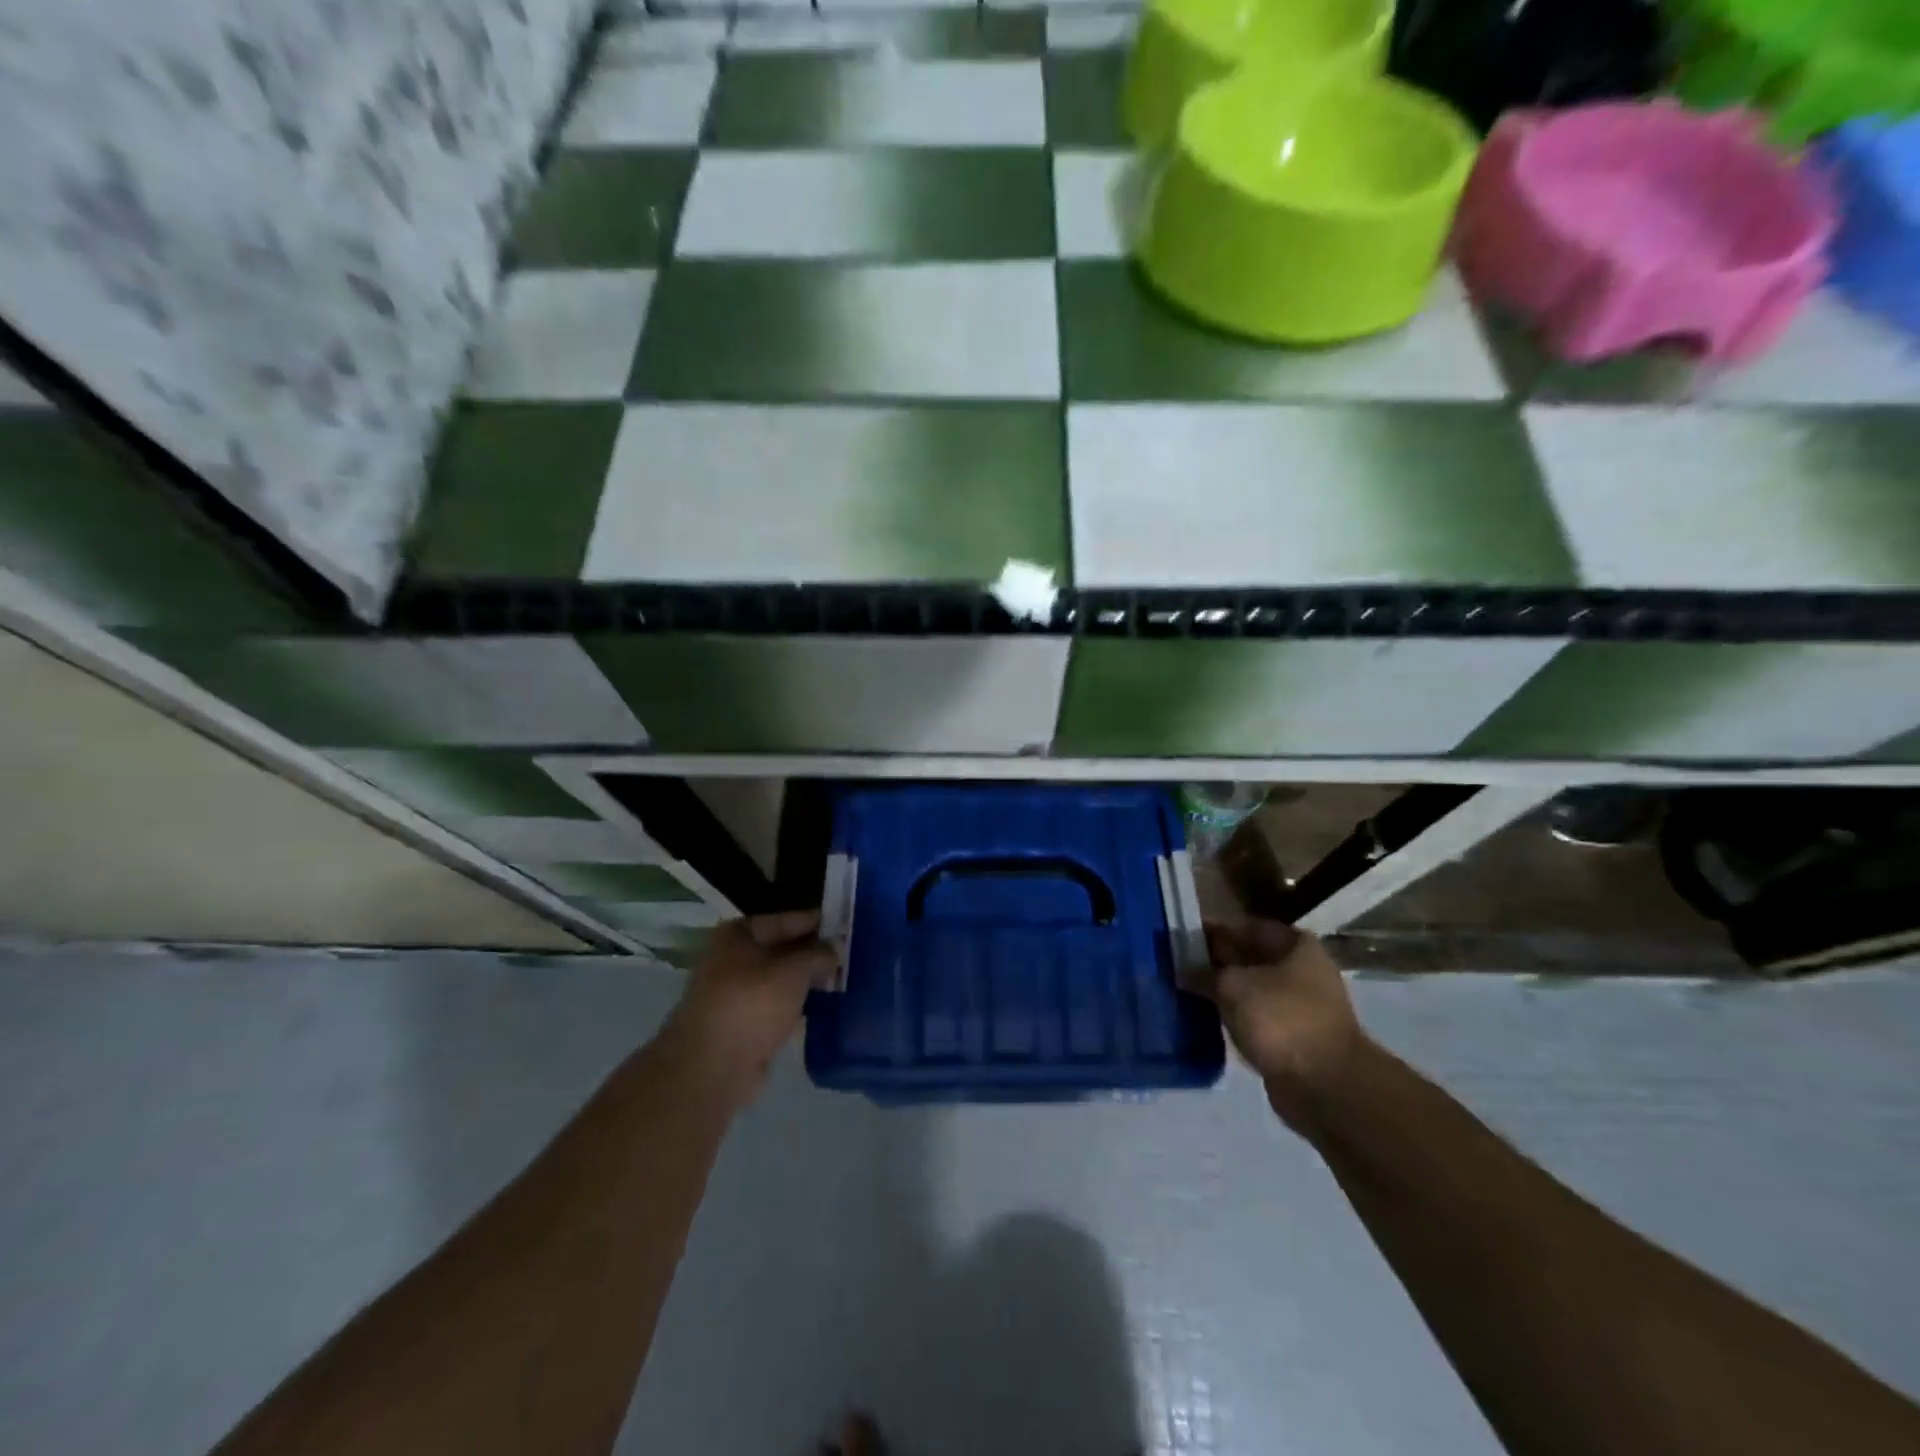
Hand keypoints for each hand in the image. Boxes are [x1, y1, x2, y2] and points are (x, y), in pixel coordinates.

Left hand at [664, 910, 838, 1103]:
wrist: (713, 1068)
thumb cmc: (752, 1004)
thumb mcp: (794, 970)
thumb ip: (818, 954)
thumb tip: (834, 950)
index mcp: (738, 934)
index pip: (787, 920)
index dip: (818, 923)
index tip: (848, 927)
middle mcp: (732, 958)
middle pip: (782, 950)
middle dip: (814, 954)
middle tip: (850, 956)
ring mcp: (735, 993)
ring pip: (780, 980)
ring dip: (807, 982)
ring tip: (843, 980)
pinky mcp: (742, 1025)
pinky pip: (777, 1006)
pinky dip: (797, 1006)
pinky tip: (825, 1008)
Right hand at [1189, 919, 1364, 1127]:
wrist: (1324, 1086)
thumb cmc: (1281, 1019)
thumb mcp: (1232, 985)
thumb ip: (1204, 972)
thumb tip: (1184, 969)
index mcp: (1295, 945)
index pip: (1245, 926)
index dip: (1213, 930)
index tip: (1181, 938)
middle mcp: (1302, 970)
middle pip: (1249, 958)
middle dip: (1216, 962)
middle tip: (1176, 965)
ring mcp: (1300, 1006)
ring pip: (1251, 990)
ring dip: (1223, 992)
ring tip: (1185, 991)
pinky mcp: (1293, 1038)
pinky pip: (1255, 1018)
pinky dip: (1234, 1017)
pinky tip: (1205, 1018)